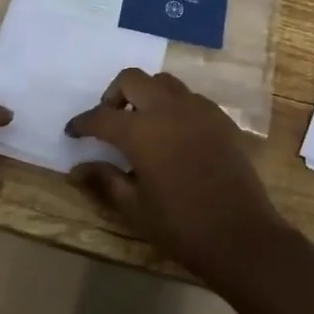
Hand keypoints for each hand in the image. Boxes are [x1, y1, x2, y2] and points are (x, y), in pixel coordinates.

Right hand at [64, 69, 288, 282]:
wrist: (240, 234)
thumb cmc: (181, 226)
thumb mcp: (134, 207)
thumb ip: (104, 180)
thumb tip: (76, 169)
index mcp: (141, 132)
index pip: (101, 116)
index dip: (82, 122)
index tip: (73, 131)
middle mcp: (168, 109)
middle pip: (133, 79)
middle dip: (114, 94)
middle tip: (110, 120)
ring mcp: (199, 109)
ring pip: (164, 83)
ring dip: (146, 95)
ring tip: (142, 123)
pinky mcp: (220, 118)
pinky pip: (190, 97)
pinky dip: (173, 105)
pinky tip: (173, 133)